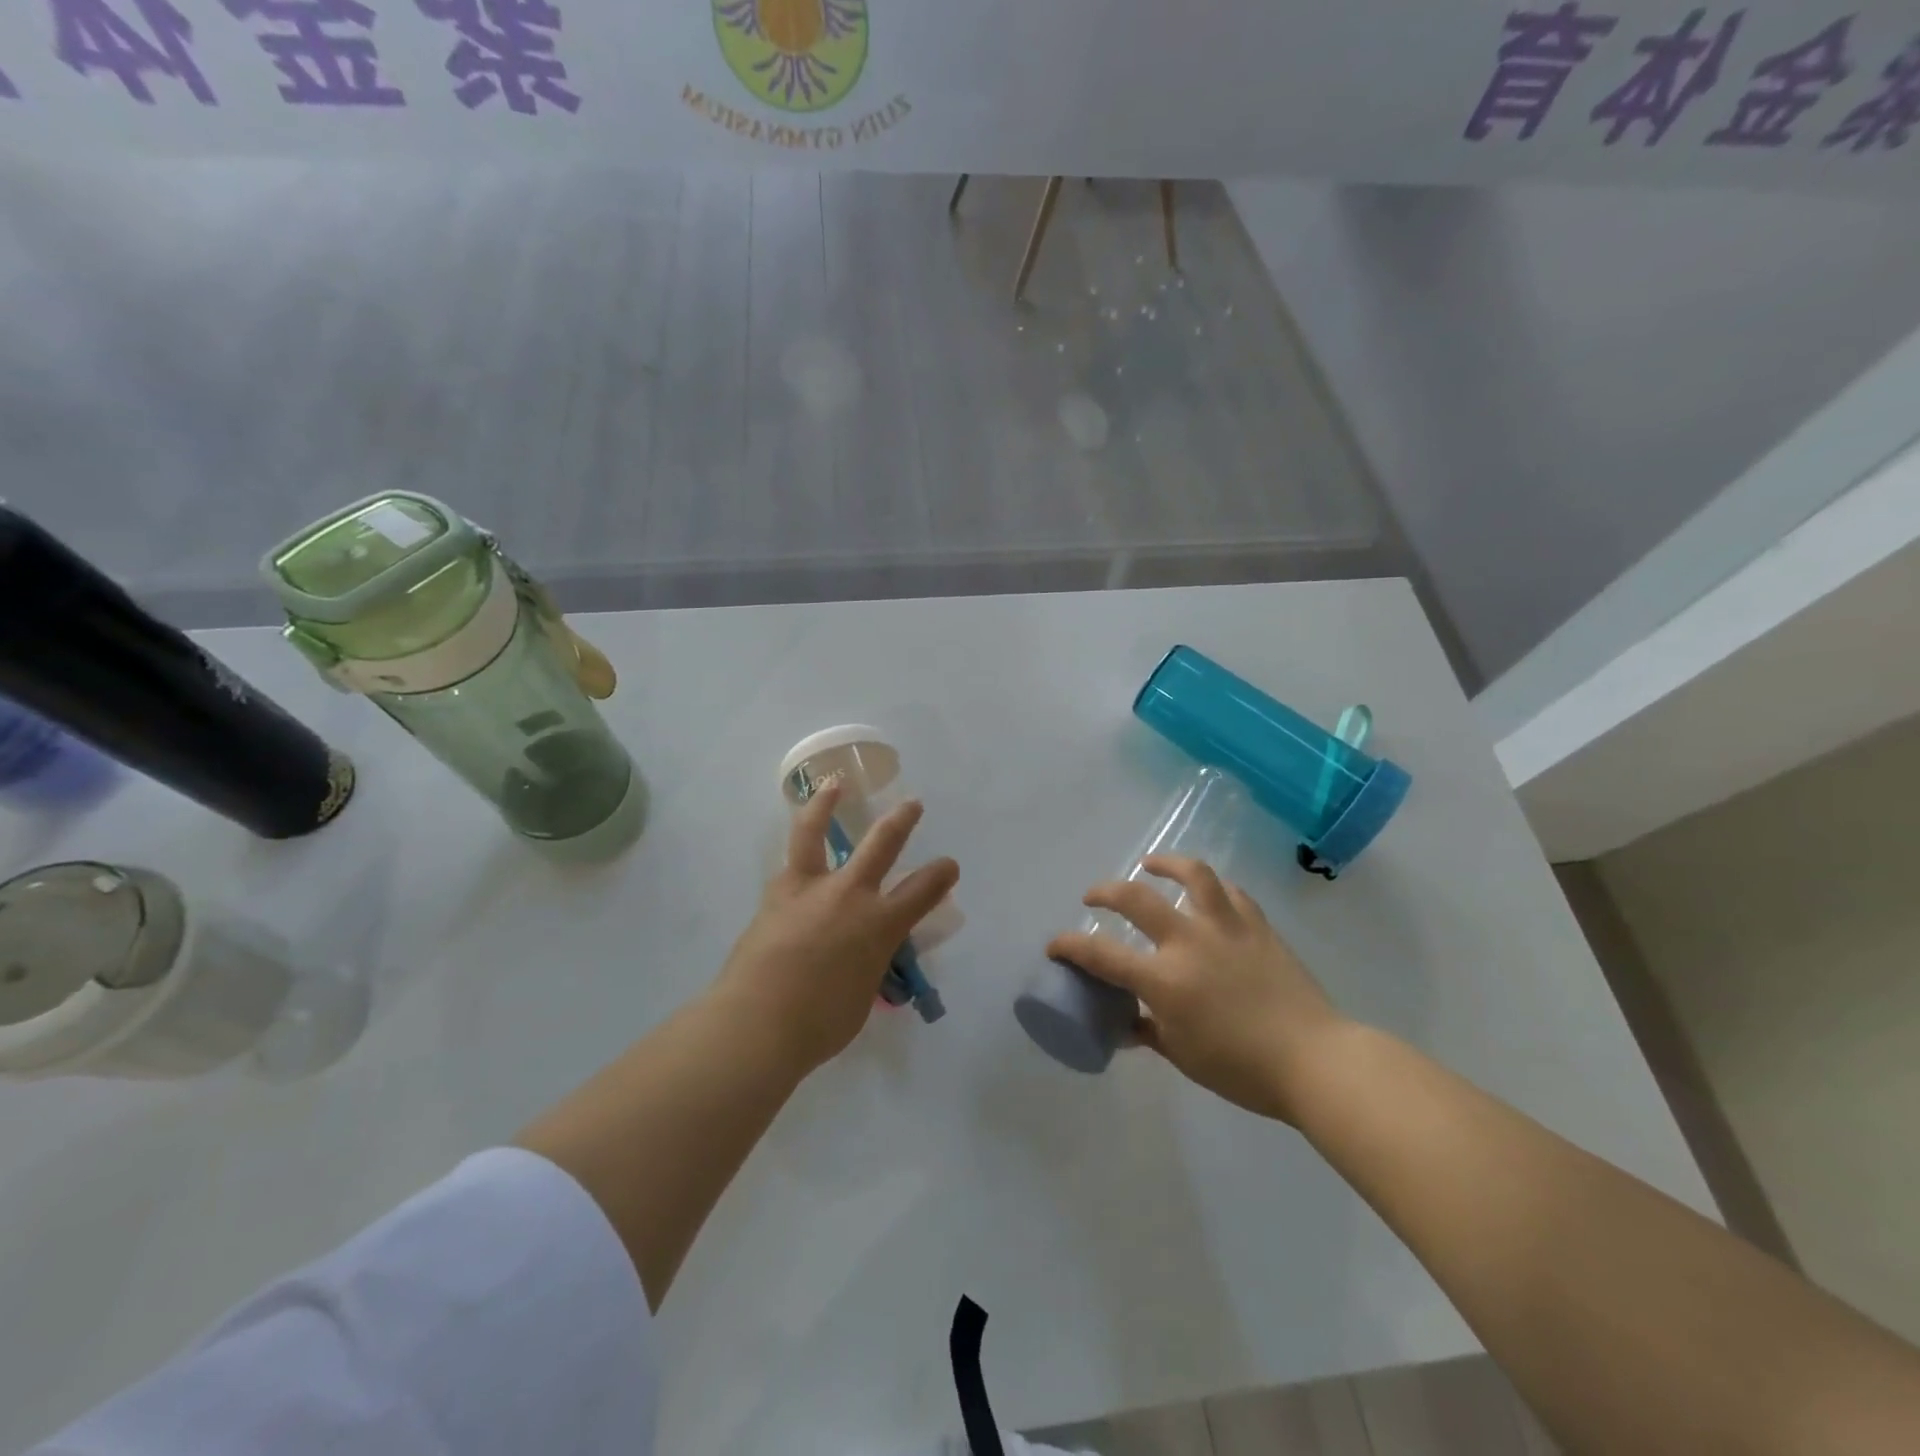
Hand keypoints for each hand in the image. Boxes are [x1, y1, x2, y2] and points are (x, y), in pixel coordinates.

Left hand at [713, 782, 958, 1076]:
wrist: (757, 1023)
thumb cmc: (819, 1024)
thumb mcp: (862, 996)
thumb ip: (868, 967)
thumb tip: (862, 959)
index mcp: (879, 924)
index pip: (923, 891)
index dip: (941, 875)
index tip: (949, 866)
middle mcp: (849, 895)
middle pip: (882, 844)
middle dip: (902, 821)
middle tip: (912, 805)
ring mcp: (809, 889)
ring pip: (816, 832)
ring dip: (826, 804)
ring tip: (832, 784)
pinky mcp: (775, 896)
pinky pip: (789, 866)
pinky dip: (796, 858)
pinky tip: (796, 861)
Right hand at [1046, 855, 1347, 1124]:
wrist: (1316, 1061)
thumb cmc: (1243, 1069)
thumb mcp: (1184, 1056)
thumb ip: (1149, 1032)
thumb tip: (1126, 1024)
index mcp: (1165, 980)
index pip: (1101, 955)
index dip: (1070, 946)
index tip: (1055, 945)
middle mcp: (1189, 942)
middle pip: (1135, 898)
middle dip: (1104, 892)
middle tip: (1093, 897)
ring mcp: (1226, 928)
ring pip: (1192, 875)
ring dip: (1165, 864)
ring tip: (1151, 865)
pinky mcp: (1258, 926)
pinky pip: (1231, 893)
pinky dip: (1212, 888)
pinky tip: (1206, 892)